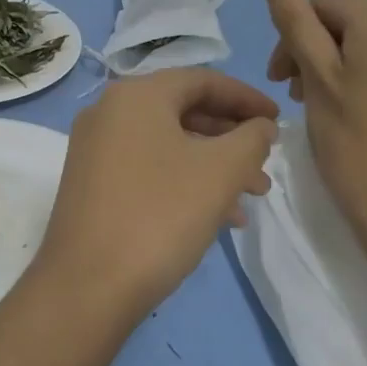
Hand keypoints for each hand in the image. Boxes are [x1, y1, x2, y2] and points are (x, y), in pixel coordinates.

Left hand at [32, 69, 277, 327]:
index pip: (202, 81)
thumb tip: (260, 126)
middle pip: (184, 111)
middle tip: (266, 165)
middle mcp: (108, 112)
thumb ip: (251, 138)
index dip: (246, 98)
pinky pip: (148, 168)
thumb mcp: (221, 171)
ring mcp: (94, 149)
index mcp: (136, 95)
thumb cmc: (161, 215)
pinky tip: (216, 217)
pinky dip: (184, 182)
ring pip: (168, 145)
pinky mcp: (91, 184)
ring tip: (252, 197)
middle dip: (232, 138)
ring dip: (213, 165)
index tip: (278, 120)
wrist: (88, 284)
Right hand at [254, 0, 366, 229]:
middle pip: (352, 21)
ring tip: (329, 104)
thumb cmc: (351, 141)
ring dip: (344, 63)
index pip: (324, 4)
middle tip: (298, 96)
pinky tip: (364, 107)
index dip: (293, 38)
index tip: (280, 82)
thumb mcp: (315, 76)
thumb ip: (291, 16)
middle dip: (319, 51)